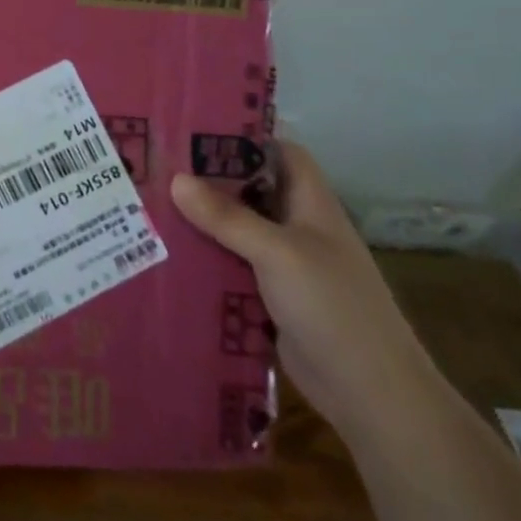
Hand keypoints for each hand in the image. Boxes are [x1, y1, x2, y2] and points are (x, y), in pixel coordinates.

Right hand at [170, 141, 439, 444]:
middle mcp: (297, 226)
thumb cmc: (334, 308)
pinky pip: (231, 263)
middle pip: (250, 188)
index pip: (280, 152)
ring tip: (149, 202)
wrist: (371, 394)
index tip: (195, 126)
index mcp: (311, 204)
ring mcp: (284, 263)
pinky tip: (167, 253)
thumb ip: (228, 217)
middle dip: (208, 176)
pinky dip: (205, 256)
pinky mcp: (270, 295)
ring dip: (201, 218)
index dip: (245, 135)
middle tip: (157, 163)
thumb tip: (176, 179)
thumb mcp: (278, 253)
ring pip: (236, 227)